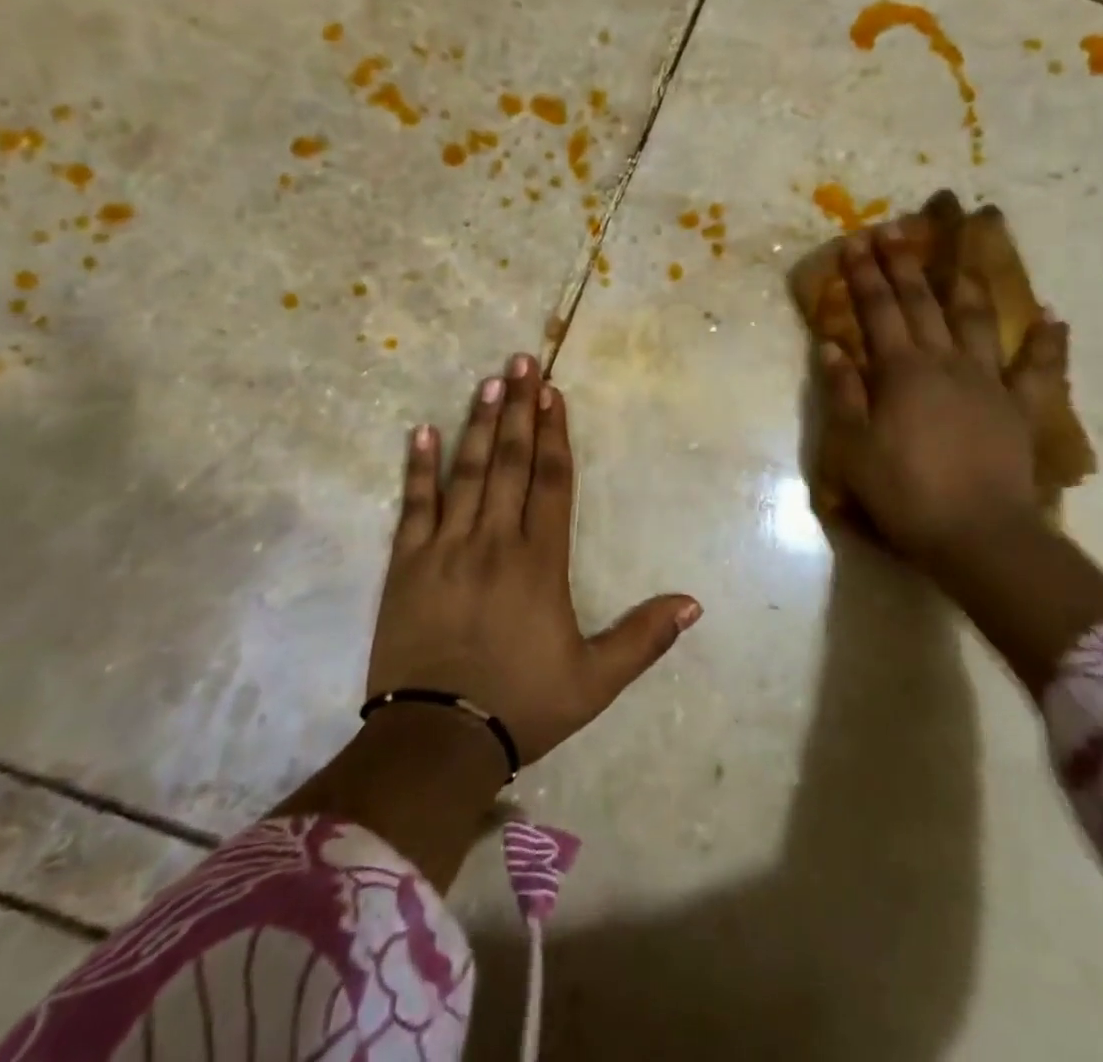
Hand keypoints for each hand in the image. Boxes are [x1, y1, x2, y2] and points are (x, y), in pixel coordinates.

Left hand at [365, 354, 701, 769]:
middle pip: (510, 461)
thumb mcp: (595, 681)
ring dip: (477, 424)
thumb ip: (644, 637)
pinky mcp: (407, 565)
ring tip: (488, 381)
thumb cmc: (521, 705)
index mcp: (539, 562)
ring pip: (466, 473)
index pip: (552, 482)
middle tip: (521, 361)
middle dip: (518, 409)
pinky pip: (414, 506)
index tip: (553, 394)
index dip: (555, 434)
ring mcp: (447, 548)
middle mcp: (495, 541)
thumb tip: (694, 603)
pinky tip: (422, 432)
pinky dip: (418, 468)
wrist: (436, 741)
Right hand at [816, 226, 1065, 565]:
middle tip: (895, 232)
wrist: (978, 535)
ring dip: (965, 285)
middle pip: (922, 304)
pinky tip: (1052, 318)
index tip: (856, 242)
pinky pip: (1039, 368)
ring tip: (962, 256)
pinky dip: (1047, 342)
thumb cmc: (905, 493)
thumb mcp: (854, 448)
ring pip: (977, 321)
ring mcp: (988, 381)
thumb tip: (831, 346)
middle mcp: (945, 363)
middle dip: (905, 266)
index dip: (865, 275)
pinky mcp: (1020, 408)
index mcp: (902, 372)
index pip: (878, 311)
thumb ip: (843, 393)